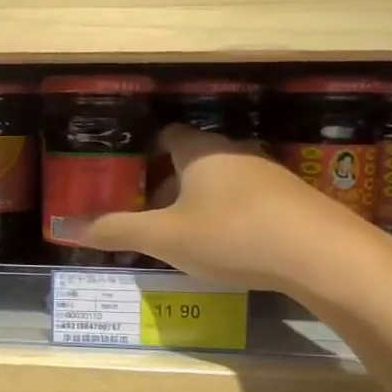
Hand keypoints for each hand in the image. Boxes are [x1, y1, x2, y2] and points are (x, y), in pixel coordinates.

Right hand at [78, 125, 385, 297]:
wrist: (324, 256)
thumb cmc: (232, 235)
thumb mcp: (165, 238)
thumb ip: (117, 230)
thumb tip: (68, 228)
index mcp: (201, 151)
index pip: (167, 136)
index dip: (144, 152)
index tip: (127, 176)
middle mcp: (235, 153)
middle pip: (193, 160)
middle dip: (168, 185)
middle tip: (148, 215)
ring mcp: (270, 175)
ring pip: (222, 181)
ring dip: (200, 202)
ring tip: (184, 236)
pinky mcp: (295, 200)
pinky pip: (249, 200)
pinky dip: (231, 216)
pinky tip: (230, 248)